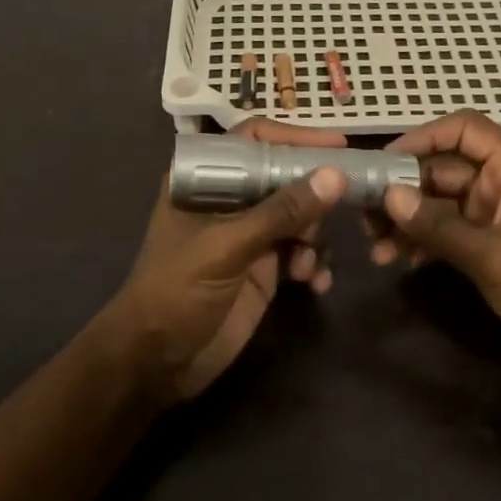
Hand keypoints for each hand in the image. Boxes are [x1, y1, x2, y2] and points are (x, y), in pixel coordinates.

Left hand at [109, 120, 347, 401]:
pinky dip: (314, 263)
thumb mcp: (227, 247)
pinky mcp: (264, 267)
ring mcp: (249, 233)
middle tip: (343, 207)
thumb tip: (335, 176)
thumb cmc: (176, 291)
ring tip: (308, 264)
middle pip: (285, 176)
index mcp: (207, 178)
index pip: (255, 139)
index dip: (295, 138)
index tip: (338, 145)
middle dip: (314, 194)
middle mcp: (231, 198)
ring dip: (315, 236)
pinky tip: (315, 283)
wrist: (157, 363)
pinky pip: (302, 251)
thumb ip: (281, 212)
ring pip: (299, 215)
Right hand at [369, 110, 500, 391]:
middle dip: (404, 189)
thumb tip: (388, 196)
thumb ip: (437, 225)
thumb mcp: (491, 257)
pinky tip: (397, 260)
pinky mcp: (496, 246)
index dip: (422, 137)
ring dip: (409, 219)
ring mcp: (500, 216)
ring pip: (443, 202)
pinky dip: (425, 240)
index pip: (463, 129)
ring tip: (374, 245)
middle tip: (364, 215)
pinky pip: (451, 230)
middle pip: (445, 168)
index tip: (383, 163)